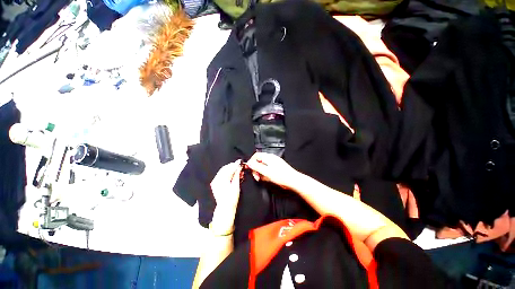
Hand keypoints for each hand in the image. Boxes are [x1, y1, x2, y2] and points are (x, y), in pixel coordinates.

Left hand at [209, 160, 242, 234]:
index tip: (241, 163)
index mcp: (221, 179)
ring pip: (223, 171)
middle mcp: (216, 179)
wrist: (225, 208)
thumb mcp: (236, 186)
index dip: (235, 165)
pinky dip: (227, 174)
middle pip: (225, 168)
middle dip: (233, 167)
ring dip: (230, 170)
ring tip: (238, 172)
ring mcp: (215, 181)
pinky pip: (221, 175)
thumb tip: (239, 167)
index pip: (228, 168)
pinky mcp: (215, 184)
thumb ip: (237, 175)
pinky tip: (232, 176)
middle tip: (240, 168)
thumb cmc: (232, 198)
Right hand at [245, 152, 299, 190]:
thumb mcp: (266, 172)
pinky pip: (267, 170)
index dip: (251, 162)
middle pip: (259, 161)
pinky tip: (268, 178)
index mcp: (268, 157)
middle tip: (257, 177)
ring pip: (263, 166)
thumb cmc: (281, 176)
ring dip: (261, 172)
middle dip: (256, 169)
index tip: (249, 169)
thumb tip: (248, 163)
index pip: (256, 156)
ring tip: (264, 178)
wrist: (293, 180)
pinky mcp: (276, 168)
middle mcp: (271, 158)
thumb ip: (256, 167)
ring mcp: (274, 163)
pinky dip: (265, 174)